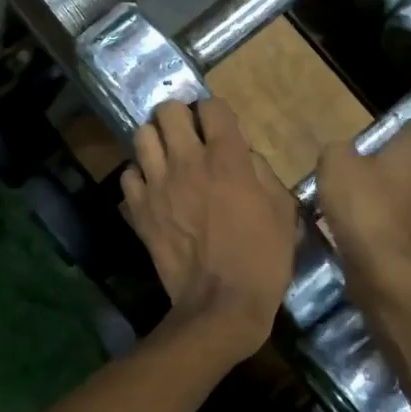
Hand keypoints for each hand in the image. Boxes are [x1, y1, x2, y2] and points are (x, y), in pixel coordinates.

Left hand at [120, 99, 296, 360]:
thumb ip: (263, 172)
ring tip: (166, 155)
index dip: (216, 113)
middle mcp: (188, 161)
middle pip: (168, 110)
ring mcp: (158, 184)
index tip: (219, 127)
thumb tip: (245, 156)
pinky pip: (128, 174)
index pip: (212, 107)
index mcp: (227, 157)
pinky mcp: (138, 209)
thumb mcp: (283, 211)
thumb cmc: (262, 259)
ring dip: (156, 140)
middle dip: (179, 116)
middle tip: (189, 134)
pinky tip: (152, 186)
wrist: (221, 305)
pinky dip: (139, 175)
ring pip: (142, 135)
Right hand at [315, 123, 410, 279]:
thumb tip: (343, 152)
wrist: (382, 266)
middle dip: (402, 151)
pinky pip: (406, 205)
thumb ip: (338, 148)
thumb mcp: (335, 163)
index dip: (406, 121)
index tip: (384, 126)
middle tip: (371, 153)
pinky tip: (363, 209)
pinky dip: (390, 204)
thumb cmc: (363, 204)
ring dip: (395, 179)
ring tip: (361, 182)